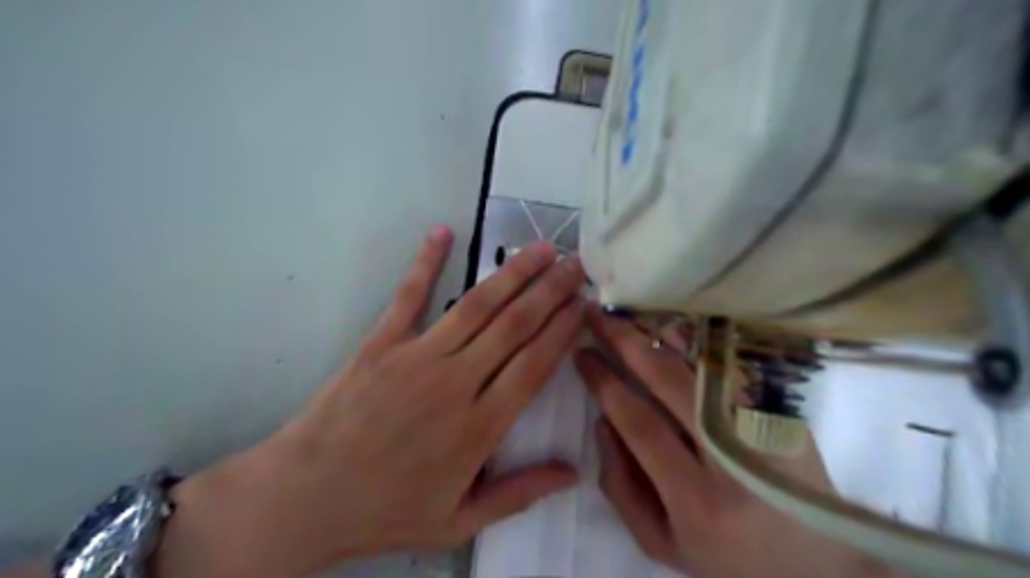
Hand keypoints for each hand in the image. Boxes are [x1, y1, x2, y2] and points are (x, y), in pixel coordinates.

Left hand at [154, 226, 586, 577]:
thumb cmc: (386, 511)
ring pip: (476, 306)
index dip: (562, 330)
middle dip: (550, 291)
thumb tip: (573, 472)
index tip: (583, 304)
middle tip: (575, 264)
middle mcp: (455, 382)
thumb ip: (519, 492)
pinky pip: (409, 296)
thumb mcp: (459, 521)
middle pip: (514, 326)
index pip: (534, 365)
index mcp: (479, 426)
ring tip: (541, 248)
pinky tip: (443, 231)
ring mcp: (416, 357)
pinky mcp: (381, 343)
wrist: (305, 498)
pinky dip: (426, 261)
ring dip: (513, 274)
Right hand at [576, 310, 898, 576]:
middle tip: (595, 315)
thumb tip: (602, 421)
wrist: (818, 564)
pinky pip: (726, 363)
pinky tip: (668, 323)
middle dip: (624, 340)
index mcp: (696, 498)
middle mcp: (731, 456)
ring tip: (626, 310)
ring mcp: (762, 426)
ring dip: (658, 330)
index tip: (581, 355)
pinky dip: (694, 340)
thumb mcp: (661, 542)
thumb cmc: (727, 556)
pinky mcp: (780, 411)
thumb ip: (620, 485)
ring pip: (701, 361)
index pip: (639, 422)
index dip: (604, 383)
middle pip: (669, 379)